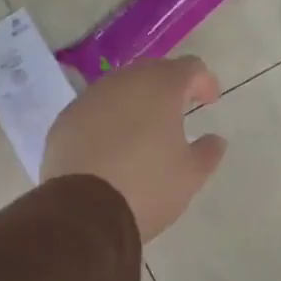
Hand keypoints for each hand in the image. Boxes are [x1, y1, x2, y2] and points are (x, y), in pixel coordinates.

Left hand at [42, 56, 227, 242]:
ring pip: (120, 88)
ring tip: (144, 129)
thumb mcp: (191, 175)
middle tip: (179, 111)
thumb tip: (215, 139)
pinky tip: (111, 146)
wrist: (83, 213)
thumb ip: (208, 151)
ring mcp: (89, 99)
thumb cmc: (148, 187)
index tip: (210, 101)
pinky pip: (94, 110)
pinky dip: (108, 119)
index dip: (204, 81)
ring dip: (136, 102)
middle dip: (169, 87)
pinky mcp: (65, 120)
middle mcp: (124, 83)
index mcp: (161, 88)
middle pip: (153, 71)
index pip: (190, 67)